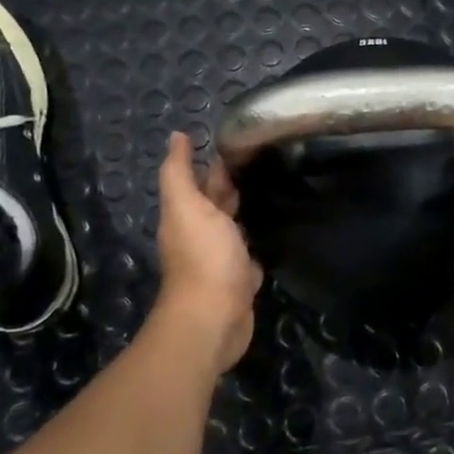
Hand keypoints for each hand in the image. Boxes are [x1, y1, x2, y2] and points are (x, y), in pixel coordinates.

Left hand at [155, 132, 261, 372]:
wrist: (214, 317)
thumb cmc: (203, 257)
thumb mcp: (187, 206)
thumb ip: (179, 172)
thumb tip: (176, 135)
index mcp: (187, 215)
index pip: (202, 180)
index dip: (216, 160)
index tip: (244, 138)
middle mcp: (202, 234)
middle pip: (218, 202)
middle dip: (235, 182)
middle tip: (267, 159)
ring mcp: (222, 258)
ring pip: (235, 226)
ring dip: (248, 209)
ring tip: (277, 186)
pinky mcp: (241, 278)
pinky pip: (251, 252)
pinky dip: (259, 240)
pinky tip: (276, 229)